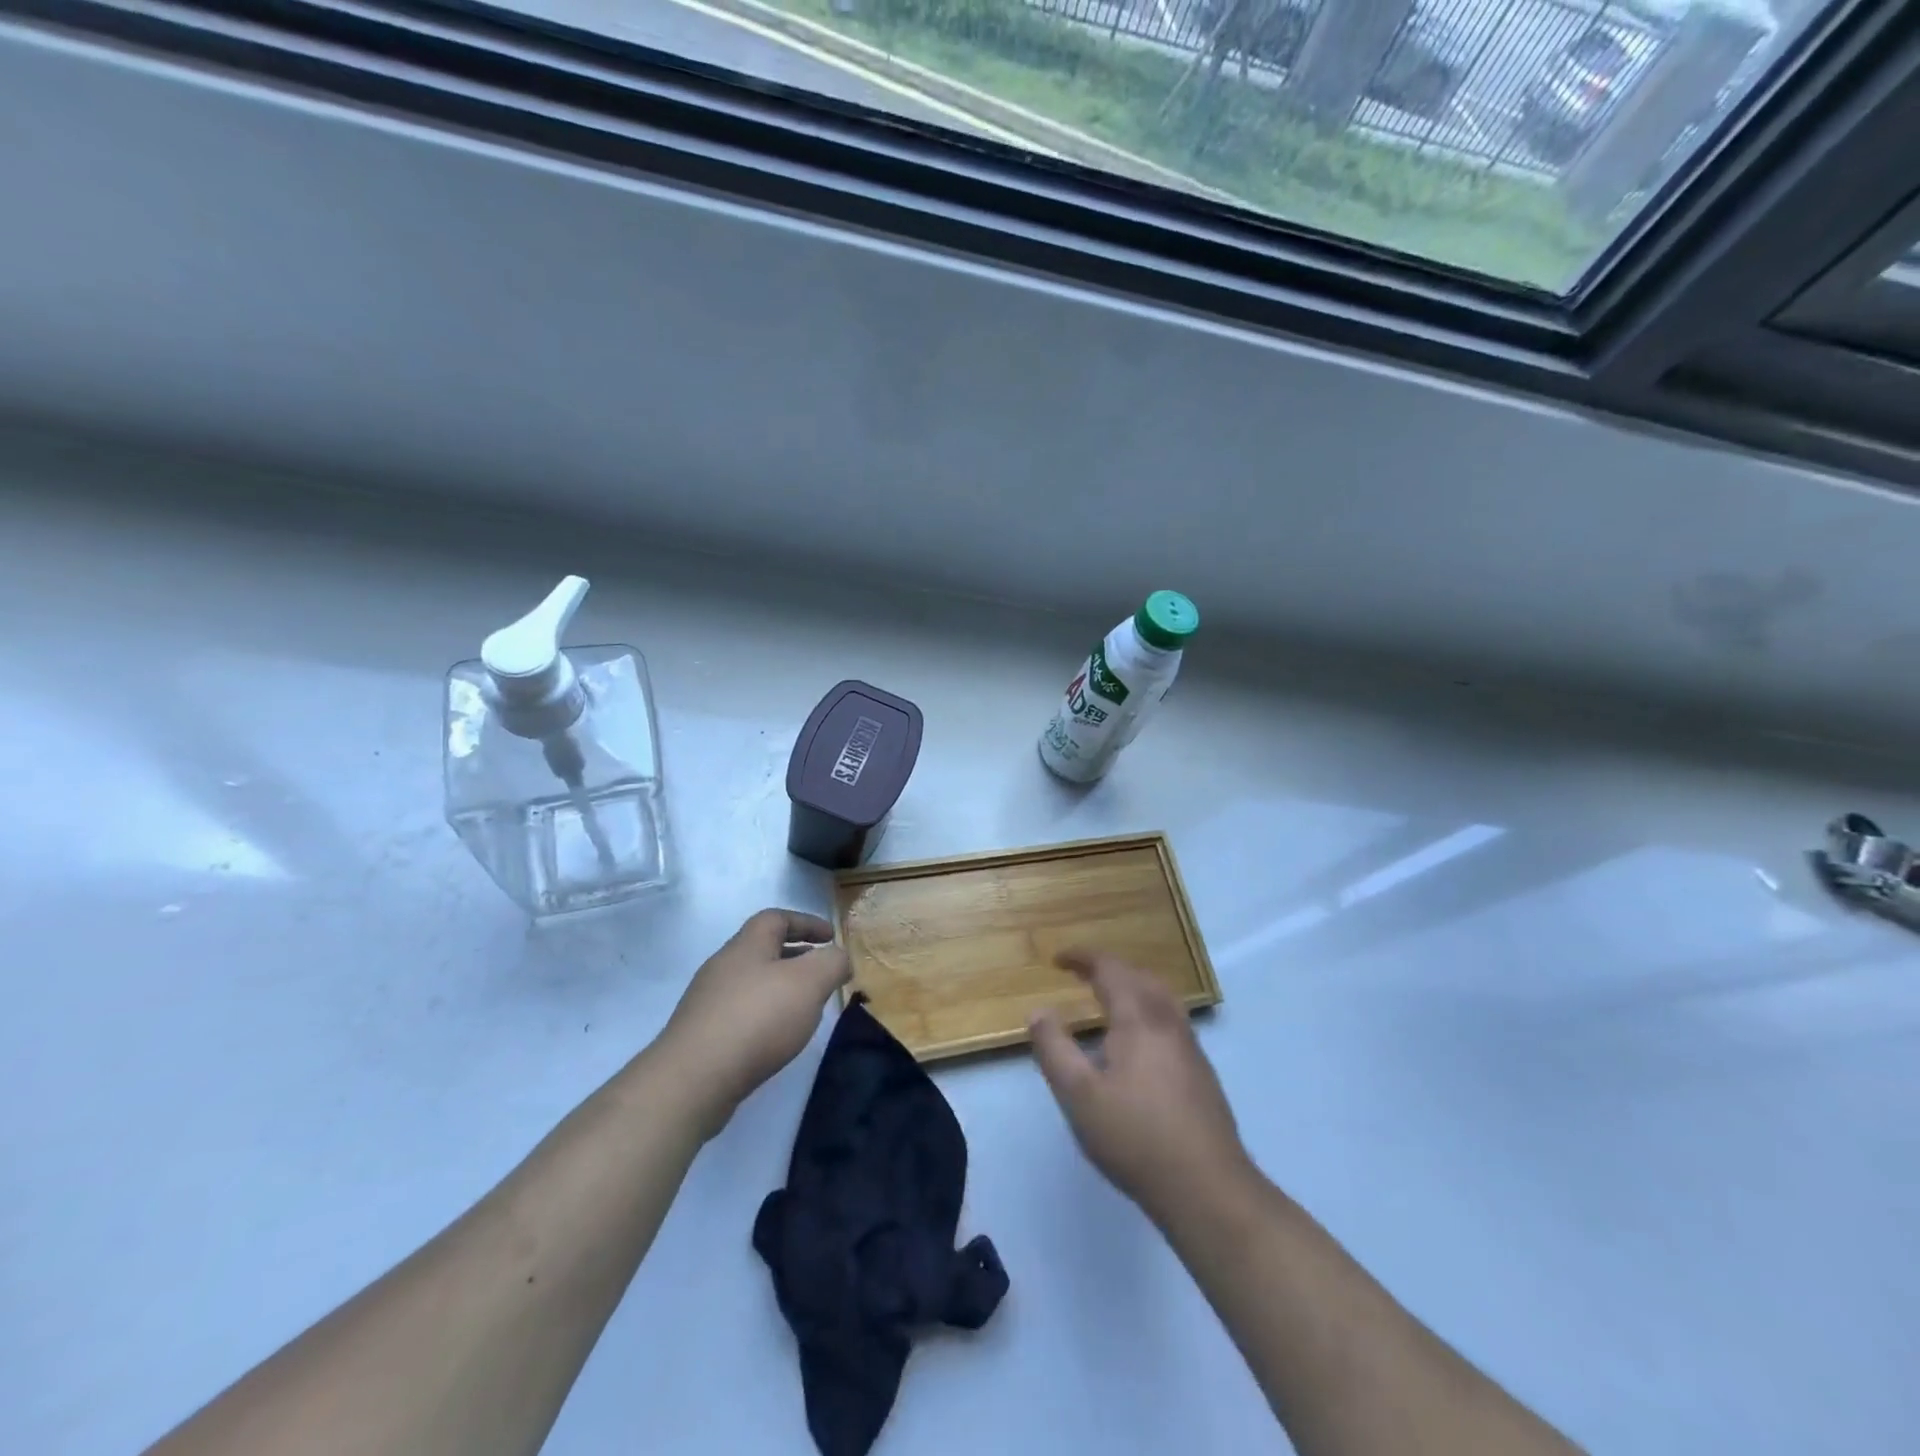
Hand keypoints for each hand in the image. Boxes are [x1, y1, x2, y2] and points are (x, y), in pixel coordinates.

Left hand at [662, 909, 850, 1135]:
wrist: (692, 1080)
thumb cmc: (757, 1019)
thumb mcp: (809, 982)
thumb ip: (832, 962)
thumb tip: (840, 957)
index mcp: (747, 945)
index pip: (777, 918)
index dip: (806, 922)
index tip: (831, 936)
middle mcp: (723, 966)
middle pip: (762, 950)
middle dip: (795, 956)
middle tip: (822, 972)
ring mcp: (707, 1002)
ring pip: (751, 983)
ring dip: (780, 988)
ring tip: (805, 1008)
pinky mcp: (701, 1036)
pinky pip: (740, 1013)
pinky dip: (764, 1015)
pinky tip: (777, 1038)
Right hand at [1029, 949, 1250, 1225]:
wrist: (1208, 1189)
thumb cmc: (1135, 1138)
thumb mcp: (1079, 1095)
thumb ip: (1054, 1049)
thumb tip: (1039, 1011)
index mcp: (1138, 1018)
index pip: (1110, 968)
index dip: (1083, 957)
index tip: (1058, 959)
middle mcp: (1168, 1022)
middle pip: (1140, 976)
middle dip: (1109, 968)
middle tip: (1081, 975)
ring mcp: (1190, 1047)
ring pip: (1161, 997)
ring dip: (1132, 987)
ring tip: (1107, 1001)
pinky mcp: (1202, 1073)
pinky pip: (1170, 1020)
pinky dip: (1147, 1010)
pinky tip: (1137, 1043)